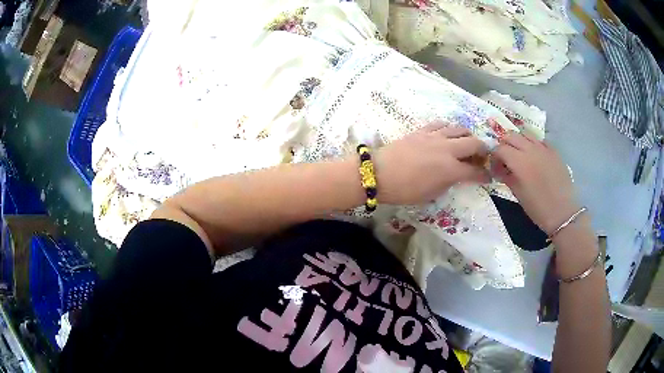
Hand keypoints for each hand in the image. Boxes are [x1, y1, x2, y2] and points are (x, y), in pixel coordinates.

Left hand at [374, 124, 490, 204]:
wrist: (379, 173)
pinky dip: (449, 128)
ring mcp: (435, 136)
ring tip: (467, 143)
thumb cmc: (404, 190)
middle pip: (473, 143)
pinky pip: (441, 124)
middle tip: (482, 157)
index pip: (475, 171)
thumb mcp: (431, 194)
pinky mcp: (422, 131)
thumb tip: (456, 175)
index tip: (487, 177)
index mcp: (451, 169)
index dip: (484, 175)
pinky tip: (448, 134)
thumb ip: (448, 182)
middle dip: (483, 150)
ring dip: (468, 136)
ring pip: (459, 129)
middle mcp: (447, 149)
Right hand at [491, 132, 579, 233]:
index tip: (495, 167)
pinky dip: (533, 145)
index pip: (500, 148)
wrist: (562, 212)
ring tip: (519, 155)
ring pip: (525, 135)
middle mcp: (530, 149)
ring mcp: (543, 148)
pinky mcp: (553, 151)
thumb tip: (499, 169)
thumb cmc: (538, 208)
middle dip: (504, 144)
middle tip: (505, 159)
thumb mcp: (518, 194)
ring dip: (518, 142)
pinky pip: (539, 141)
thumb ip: (507, 177)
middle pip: (511, 136)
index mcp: (519, 161)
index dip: (494, 156)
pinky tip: (535, 157)